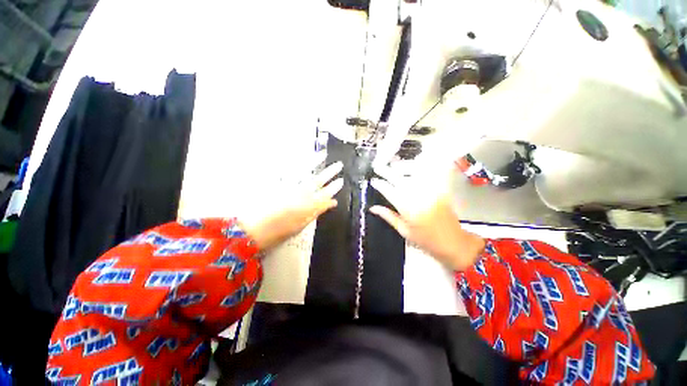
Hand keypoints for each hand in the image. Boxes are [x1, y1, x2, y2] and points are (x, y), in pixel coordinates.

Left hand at [240, 161, 343, 251]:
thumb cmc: (279, 230)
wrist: (252, 227)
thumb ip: (318, 211)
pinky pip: (288, 169)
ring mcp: (288, 185)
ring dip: (315, 162)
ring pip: (305, 171)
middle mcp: (300, 192)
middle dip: (330, 172)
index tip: (341, 181)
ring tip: (323, 154)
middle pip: (319, 180)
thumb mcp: (302, 223)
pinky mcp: (277, 182)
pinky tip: (301, 156)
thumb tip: (332, 202)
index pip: (326, 194)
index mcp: (308, 204)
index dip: (334, 187)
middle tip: (339, 165)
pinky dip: (296, 161)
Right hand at [369, 166, 484, 270]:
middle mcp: (417, 195)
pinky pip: (428, 174)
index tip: (373, 180)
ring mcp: (429, 190)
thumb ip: (388, 216)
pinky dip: (420, 169)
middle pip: (398, 179)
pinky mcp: (439, 188)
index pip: (388, 190)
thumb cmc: (425, 240)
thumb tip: (372, 208)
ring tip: (392, 166)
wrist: (452, 242)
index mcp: (406, 208)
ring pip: (412, 173)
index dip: (379, 184)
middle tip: (378, 167)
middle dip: (386, 172)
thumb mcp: (403, 230)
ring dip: (401, 168)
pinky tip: (413, 167)